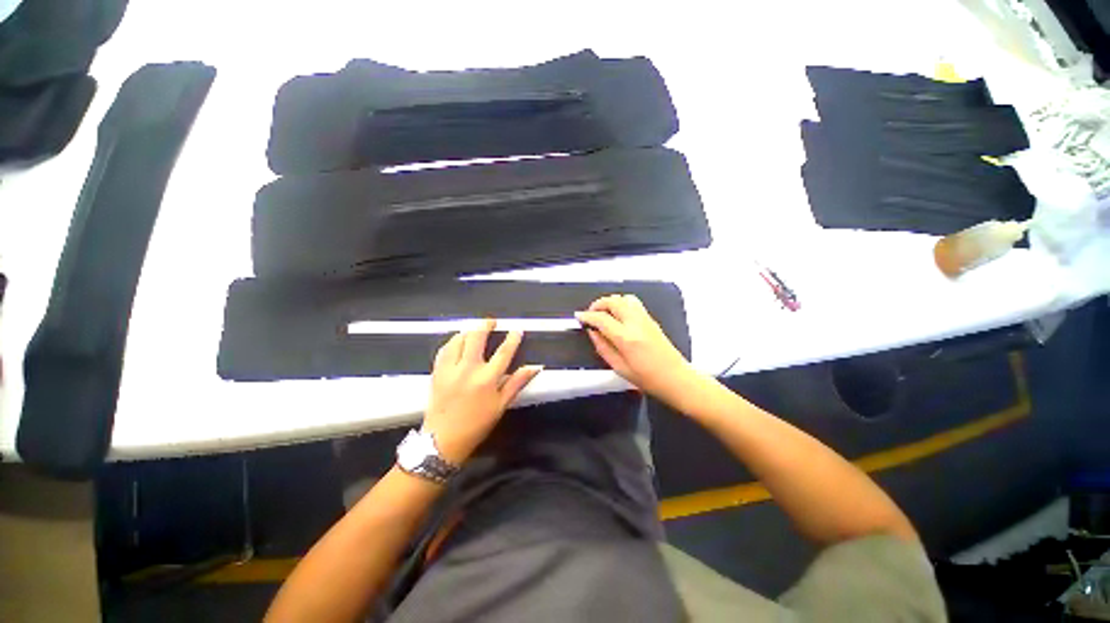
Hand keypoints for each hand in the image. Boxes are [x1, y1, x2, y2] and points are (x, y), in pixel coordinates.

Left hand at [423, 319, 542, 464]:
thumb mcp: (501, 405)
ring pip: (458, 340)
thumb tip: (535, 367)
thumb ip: (517, 382)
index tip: (517, 329)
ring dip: (468, 331)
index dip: (512, 338)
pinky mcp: (437, 372)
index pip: (504, 352)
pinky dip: (452, 341)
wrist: (442, 441)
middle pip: (476, 337)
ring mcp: (450, 369)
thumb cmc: (476, 425)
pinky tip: (457, 341)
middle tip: (491, 321)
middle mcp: (468, 369)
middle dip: (485, 325)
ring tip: (475, 329)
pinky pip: (444, 349)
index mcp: (487, 379)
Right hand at [576, 295, 697, 401]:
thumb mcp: (619, 368)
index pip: (602, 318)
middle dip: (598, 304)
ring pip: (624, 298)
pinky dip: (621, 303)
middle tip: (590, 313)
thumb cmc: (647, 378)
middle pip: (613, 302)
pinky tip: (618, 314)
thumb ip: (603, 348)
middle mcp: (636, 323)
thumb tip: (592, 333)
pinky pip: (633, 303)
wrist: (676, 378)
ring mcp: (645, 319)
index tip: (579, 317)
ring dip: (611, 301)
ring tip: (604, 312)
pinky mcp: (651, 319)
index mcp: (626, 338)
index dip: (587, 316)